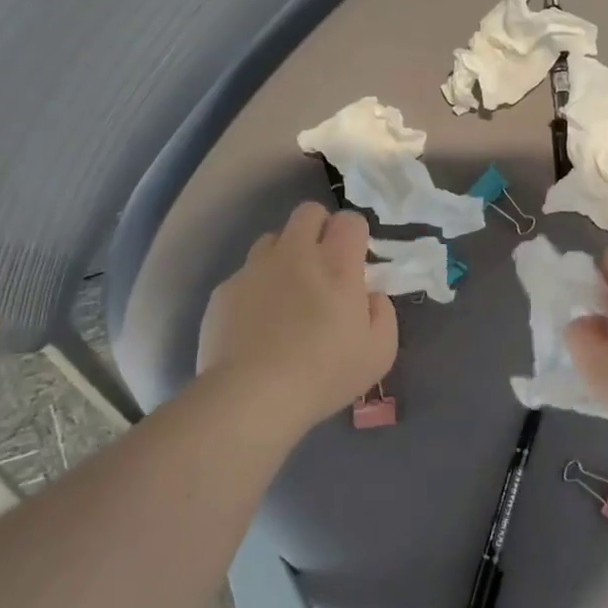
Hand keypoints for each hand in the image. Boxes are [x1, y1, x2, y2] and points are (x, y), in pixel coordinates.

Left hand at [197, 204, 396, 433]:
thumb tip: (370, 295)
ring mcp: (255, 269)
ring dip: (284, 255)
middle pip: (308, 212)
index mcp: (337, 265)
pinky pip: (245, 275)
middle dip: (319, 228)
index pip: (350, 220)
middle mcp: (295, 254)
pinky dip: (256, 289)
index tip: (355, 262)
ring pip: (272, 239)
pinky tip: (258, 324)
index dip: (355, 235)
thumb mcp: (380, 352)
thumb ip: (382, 313)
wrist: (253, 395)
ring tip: (287, 293)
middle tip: (324, 266)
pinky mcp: (225, 290)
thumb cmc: (325, 373)